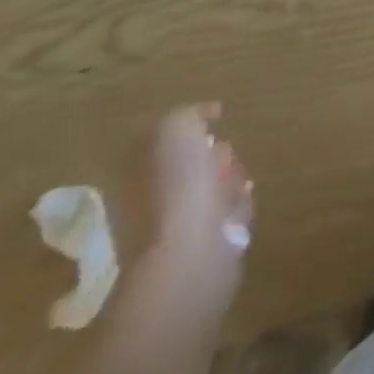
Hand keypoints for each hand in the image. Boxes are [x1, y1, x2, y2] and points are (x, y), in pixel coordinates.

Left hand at [147, 103, 253, 305]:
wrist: (188, 257)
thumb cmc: (176, 189)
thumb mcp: (175, 130)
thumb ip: (186, 115)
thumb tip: (203, 116)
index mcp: (133, 173)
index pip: (160, 140)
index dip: (189, 127)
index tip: (215, 120)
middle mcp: (147, 200)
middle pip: (189, 164)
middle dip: (215, 154)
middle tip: (224, 155)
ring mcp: (172, 228)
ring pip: (211, 188)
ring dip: (230, 179)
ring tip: (237, 183)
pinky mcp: (202, 248)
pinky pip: (226, 215)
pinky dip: (237, 207)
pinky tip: (240, 207)